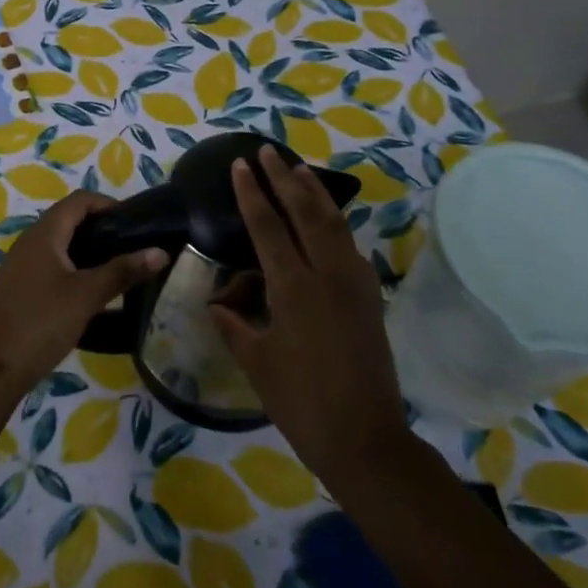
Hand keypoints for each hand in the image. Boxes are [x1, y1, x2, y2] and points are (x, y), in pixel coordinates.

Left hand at [0, 190, 166, 390]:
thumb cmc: (42, 323)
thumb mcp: (87, 296)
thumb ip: (123, 271)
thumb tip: (160, 252)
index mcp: (44, 234)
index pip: (79, 201)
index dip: (108, 204)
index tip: (135, 223)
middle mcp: (29, 241)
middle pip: (69, 219)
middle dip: (101, 227)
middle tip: (131, 246)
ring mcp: (21, 264)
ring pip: (60, 243)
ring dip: (88, 248)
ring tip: (117, 267)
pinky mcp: (20, 286)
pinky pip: (51, 263)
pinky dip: (74, 266)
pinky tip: (90, 289)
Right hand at [211, 145, 406, 484]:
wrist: (365, 437)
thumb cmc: (301, 402)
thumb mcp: (256, 363)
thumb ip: (234, 324)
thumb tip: (218, 302)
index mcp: (293, 287)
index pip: (267, 226)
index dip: (250, 193)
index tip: (239, 165)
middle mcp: (327, 274)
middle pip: (304, 212)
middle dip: (283, 178)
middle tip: (266, 150)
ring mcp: (354, 283)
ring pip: (333, 223)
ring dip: (313, 193)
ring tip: (298, 169)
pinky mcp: (369, 296)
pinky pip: (349, 245)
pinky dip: (334, 222)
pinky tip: (326, 219)